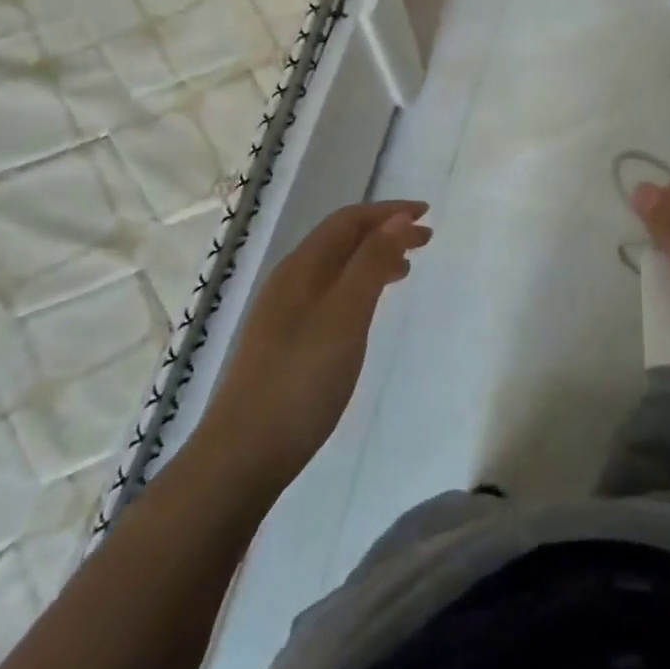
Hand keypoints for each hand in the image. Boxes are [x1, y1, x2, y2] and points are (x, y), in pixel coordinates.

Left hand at [199, 200, 430, 490]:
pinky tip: (367, 311)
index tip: (427, 214)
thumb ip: (372, 263)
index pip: (348, 220)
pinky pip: (330, 294)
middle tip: (426, 240)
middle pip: (342, 240)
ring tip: (405, 271)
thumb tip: (399, 218)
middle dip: (384, 232)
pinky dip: (358, 287)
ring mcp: (283, 313)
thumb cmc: (301, 380)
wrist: (242, 456)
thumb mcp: (346, 315)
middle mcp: (290, 281)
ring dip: (372, 259)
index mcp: (301, 267)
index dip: (389, 211)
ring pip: (336, 268)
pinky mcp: (285, 342)